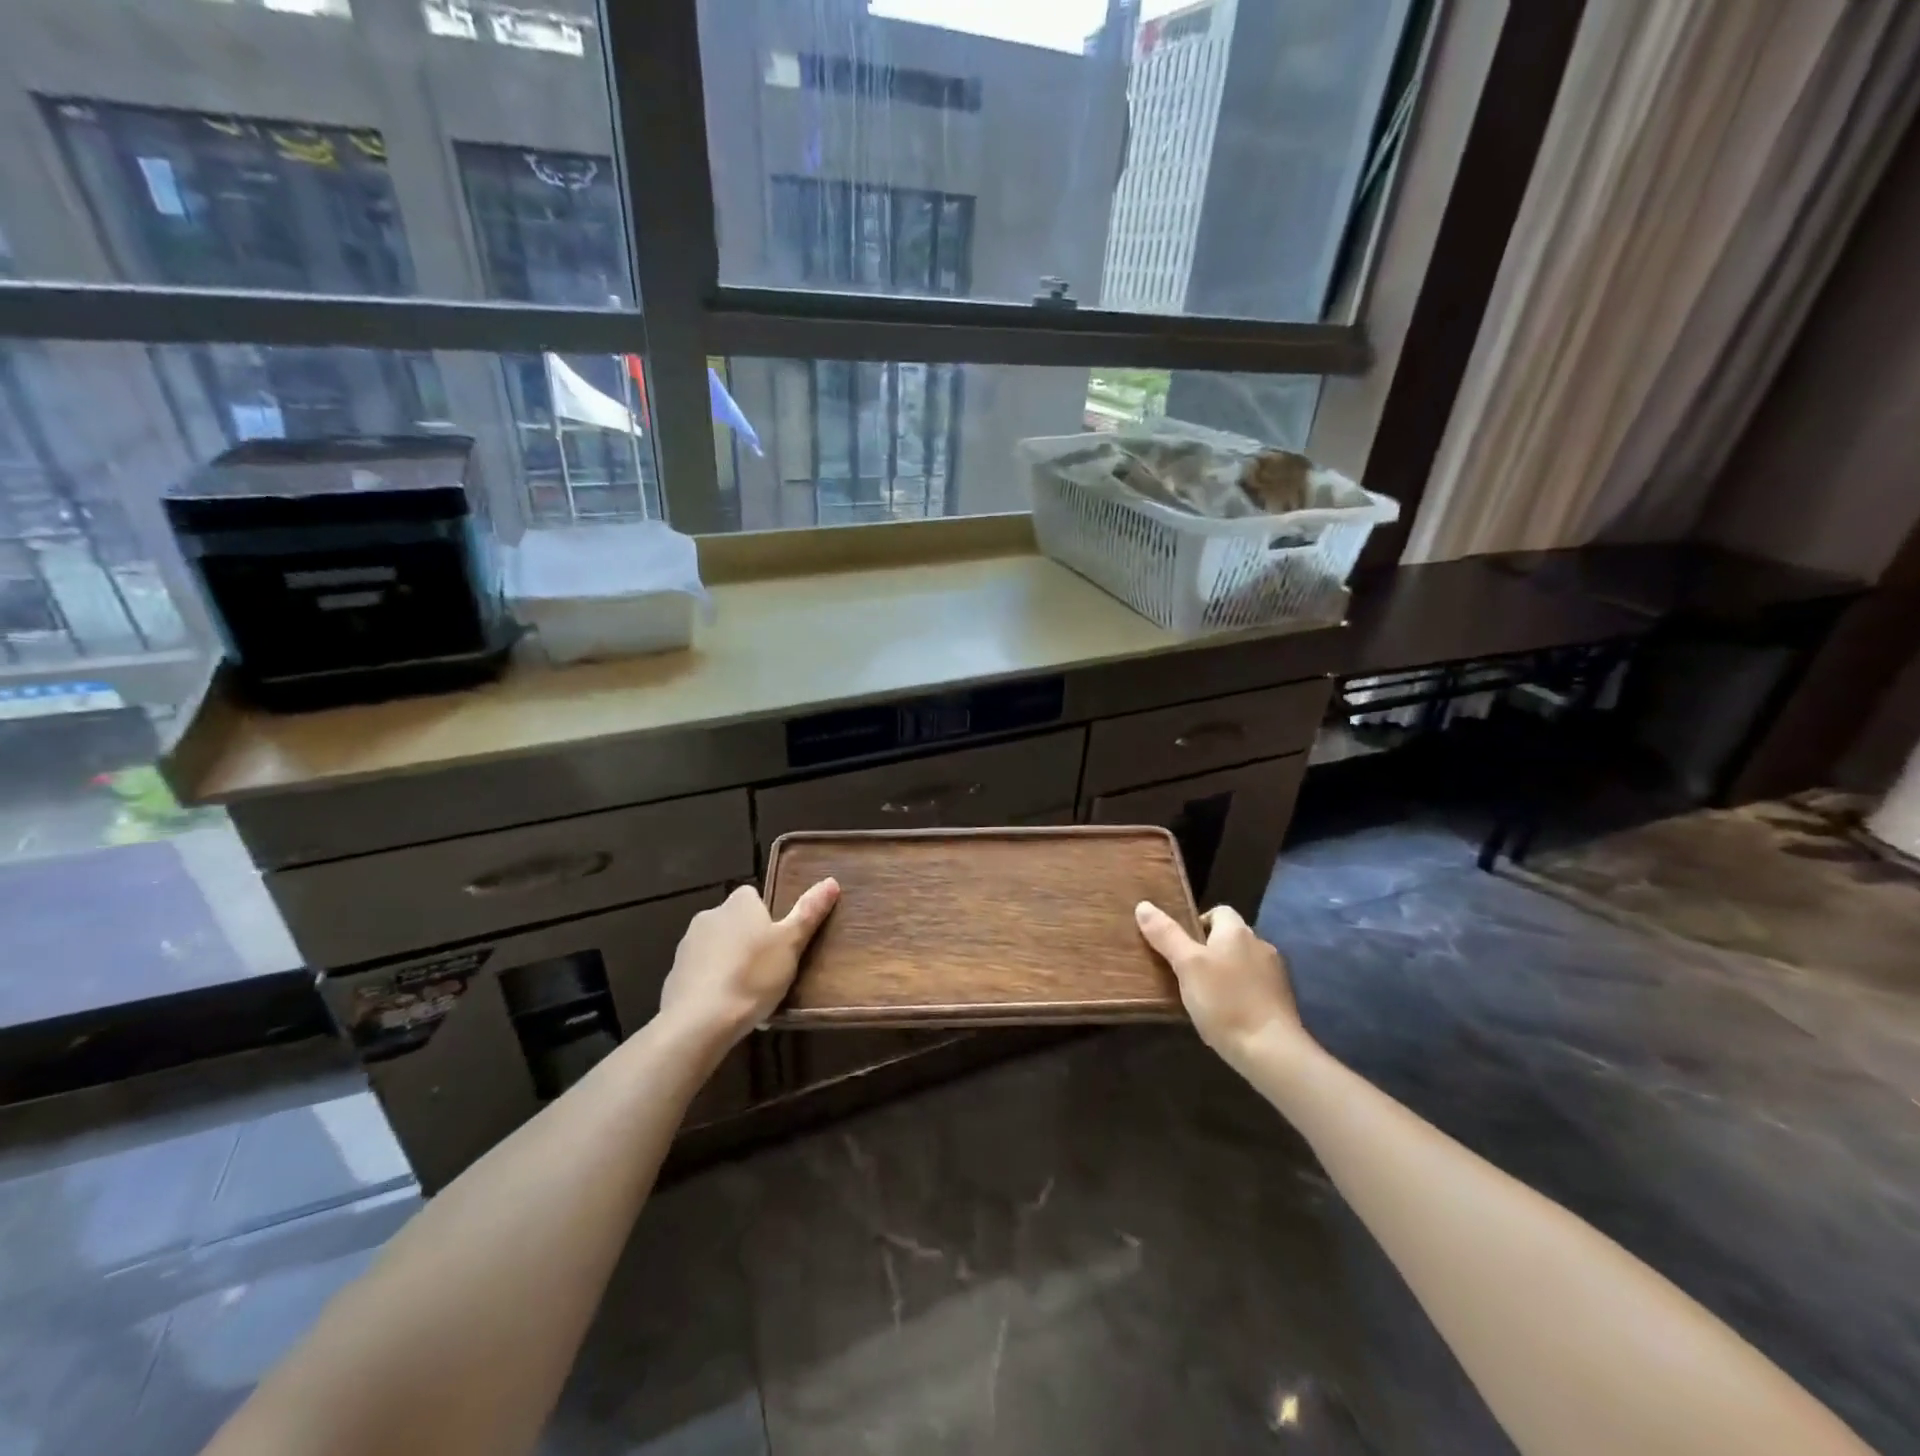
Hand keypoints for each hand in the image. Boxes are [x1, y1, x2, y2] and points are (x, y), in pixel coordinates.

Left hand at [659, 880, 838, 1043]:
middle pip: (735, 921)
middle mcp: (709, 915)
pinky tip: (726, 1007)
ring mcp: (688, 945)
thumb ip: (809, 912)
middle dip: (748, 939)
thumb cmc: (752, 976)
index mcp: (738, 903)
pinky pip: (701, 973)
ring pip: (717, 947)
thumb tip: (831, 881)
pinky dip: (713, 983)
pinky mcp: (674, 975)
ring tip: (749, 993)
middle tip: (769, 968)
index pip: (753, 896)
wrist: (699, 1021)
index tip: (779, 940)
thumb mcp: (791, 944)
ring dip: (730, 961)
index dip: (767, 916)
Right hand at [1135, 901, 1308, 1067]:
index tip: (1181, 947)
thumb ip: (1166, 935)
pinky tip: (1227, 1014)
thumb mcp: (1187, 965)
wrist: (1272, 1051)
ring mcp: (1275, 974)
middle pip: (1230, 938)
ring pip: (1242, 963)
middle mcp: (1260, 945)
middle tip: (1186, 973)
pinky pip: (1254, 987)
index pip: (1218, 911)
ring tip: (1204, 996)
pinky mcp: (1282, 1001)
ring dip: (1226, 973)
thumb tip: (1143, 905)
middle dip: (1209, 951)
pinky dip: (1239, 994)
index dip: (1197, 923)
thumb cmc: (1224, 1001)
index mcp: (1237, 931)